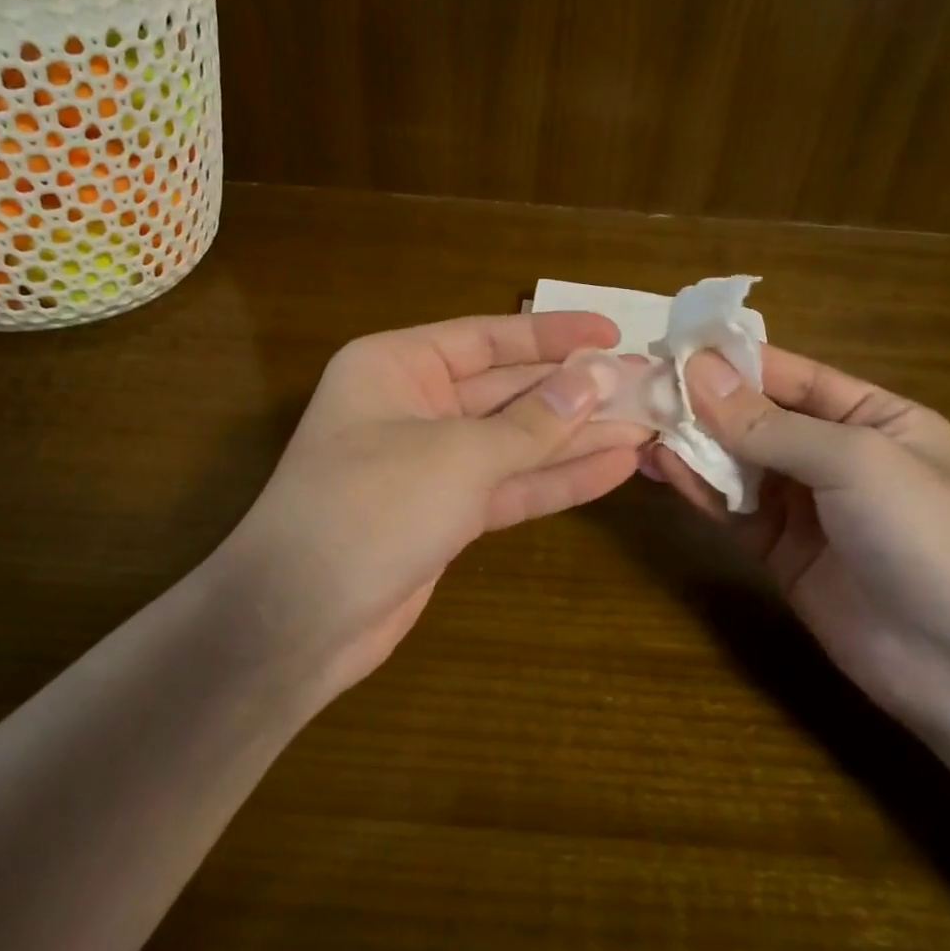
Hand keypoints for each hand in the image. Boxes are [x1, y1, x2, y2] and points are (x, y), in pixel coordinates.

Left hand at [218, 313, 649, 695]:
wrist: (300, 618)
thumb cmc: (370, 507)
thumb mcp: (459, 454)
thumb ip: (533, 421)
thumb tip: (599, 377)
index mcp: (397, 366)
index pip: (487, 338)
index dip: (553, 335)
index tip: (613, 332)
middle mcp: (413, 406)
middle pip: (508, 390)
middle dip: (575, 390)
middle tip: (648, 384)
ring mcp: (431, 464)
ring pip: (516, 441)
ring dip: (578, 436)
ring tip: (648, 424)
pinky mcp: (446, 515)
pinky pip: (510, 485)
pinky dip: (558, 478)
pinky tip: (616, 466)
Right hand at [649, 346, 949, 728]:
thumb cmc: (928, 535)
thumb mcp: (854, 461)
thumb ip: (769, 423)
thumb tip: (696, 372)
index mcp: (874, 418)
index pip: (793, 376)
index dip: (734, 361)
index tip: (673, 346)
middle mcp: (836, 456)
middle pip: (758, 419)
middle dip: (704, 404)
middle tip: (641, 385)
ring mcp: (807, 508)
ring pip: (738, 464)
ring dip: (693, 445)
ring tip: (640, 422)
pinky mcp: (780, 553)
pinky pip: (732, 510)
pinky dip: (698, 488)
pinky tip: (662, 466)